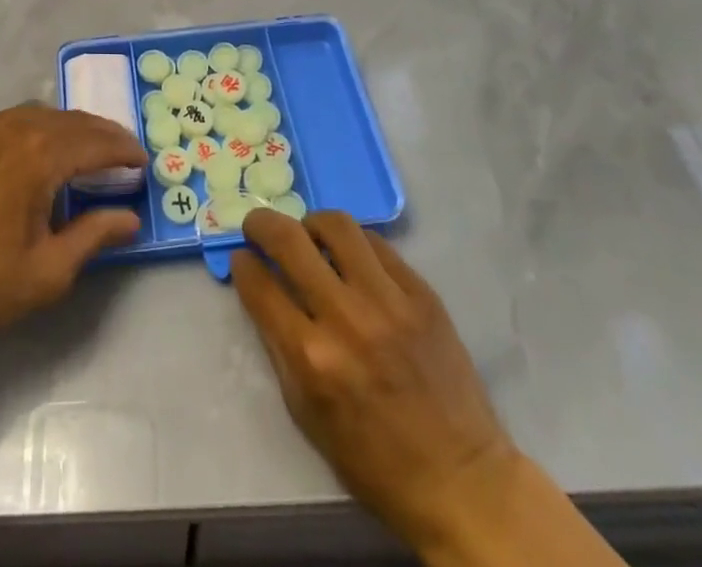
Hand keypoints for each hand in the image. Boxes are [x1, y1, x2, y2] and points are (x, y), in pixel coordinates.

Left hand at [0, 105, 144, 353]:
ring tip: (80, 151)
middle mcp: (10, 127)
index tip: (143, 161)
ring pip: (33, 116)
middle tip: (120, 152)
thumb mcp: (47, 271)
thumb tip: (129, 219)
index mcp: (38, 154)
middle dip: (99, 134)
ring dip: (63, 129)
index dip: (124, 150)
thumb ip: (93, 237)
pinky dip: (28, 132)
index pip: (95, 142)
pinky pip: (2, 124)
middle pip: (67, 121)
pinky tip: (28, 156)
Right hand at [232, 210, 512, 557]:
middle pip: (289, 240)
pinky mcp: (421, 293)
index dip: (243, 264)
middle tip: (257, 226)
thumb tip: (260, 288)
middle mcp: (345, 318)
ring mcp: (388, 300)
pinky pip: (377, 244)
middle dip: (262, 224)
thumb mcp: (307, 414)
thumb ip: (278, 346)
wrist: (460, 479)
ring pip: (336, 225)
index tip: (241, 258)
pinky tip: (351, 256)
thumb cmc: (373, 460)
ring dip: (311, 223)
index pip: (259, 285)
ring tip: (308, 235)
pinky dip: (354, 243)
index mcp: (311, 358)